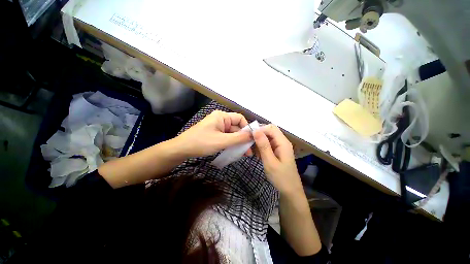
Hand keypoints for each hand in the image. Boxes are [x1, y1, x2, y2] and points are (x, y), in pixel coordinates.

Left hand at [172, 110, 252, 157]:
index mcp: (222, 116)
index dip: (247, 128)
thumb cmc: (201, 142)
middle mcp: (221, 120)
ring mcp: (218, 127)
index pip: (240, 118)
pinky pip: (227, 137)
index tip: (251, 139)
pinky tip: (236, 151)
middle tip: (249, 152)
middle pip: (236, 127)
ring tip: (245, 154)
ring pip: (232, 134)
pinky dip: (232, 144)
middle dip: (243, 139)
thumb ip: (238, 138)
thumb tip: (253, 135)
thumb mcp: (222, 141)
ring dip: (238, 143)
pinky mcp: (215, 134)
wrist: (182, 149)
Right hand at [253, 124, 302, 194]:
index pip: (271, 128)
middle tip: (249, 143)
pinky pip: (268, 145)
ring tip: (252, 151)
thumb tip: (255, 130)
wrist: (290, 191)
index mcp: (283, 143)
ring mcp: (280, 147)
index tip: (249, 136)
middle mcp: (282, 142)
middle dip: (259, 135)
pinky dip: (261, 147)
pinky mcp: (277, 152)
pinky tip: (257, 155)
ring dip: (259, 142)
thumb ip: (263, 145)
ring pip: (267, 138)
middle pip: (269, 131)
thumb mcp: (270, 162)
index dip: (260, 129)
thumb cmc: (281, 178)